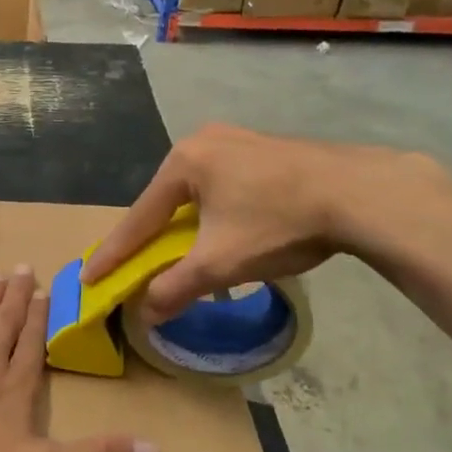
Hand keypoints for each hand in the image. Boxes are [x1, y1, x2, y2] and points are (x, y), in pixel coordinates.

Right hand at [83, 124, 435, 321]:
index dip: (114, 254)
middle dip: (152, 237)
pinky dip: (215, 212)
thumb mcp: (221, 263)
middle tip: (136, 266)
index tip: (89, 278)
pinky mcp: (266, 148)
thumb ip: (176, 287)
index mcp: (184, 162)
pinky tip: (228, 229)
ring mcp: (238, 139)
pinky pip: (224, 184)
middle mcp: (203, 141)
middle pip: (166, 201)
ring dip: (186, 225)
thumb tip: (145, 313)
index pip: (138, 218)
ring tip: (184, 253)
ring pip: (197, 192)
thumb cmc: (279, 223)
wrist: (362, 193)